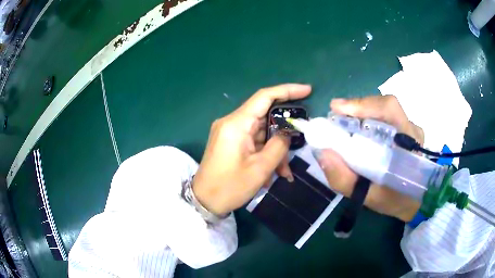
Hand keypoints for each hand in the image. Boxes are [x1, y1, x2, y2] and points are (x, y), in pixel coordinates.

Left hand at [193, 84, 311, 215]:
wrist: (204, 201)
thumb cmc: (230, 187)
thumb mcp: (260, 168)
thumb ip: (279, 145)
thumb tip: (287, 133)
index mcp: (236, 124)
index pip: (264, 96)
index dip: (287, 90)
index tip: (307, 90)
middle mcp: (232, 122)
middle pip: (265, 117)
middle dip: (284, 132)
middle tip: (298, 145)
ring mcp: (230, 132)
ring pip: (262, 132)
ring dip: (275, 149)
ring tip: (283, 171)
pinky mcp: (230, 142)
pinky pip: (253, 141)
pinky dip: (265, 153)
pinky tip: (273, 172)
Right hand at [318, 95, 423, 221]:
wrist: (417, 201)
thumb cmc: (395, 200)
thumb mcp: (369, 197)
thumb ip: (345, 179)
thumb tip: (322, 152)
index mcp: (408, 143)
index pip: (389, 109)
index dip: (363, 104)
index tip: (337, 108)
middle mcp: (412, 129)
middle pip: (384, 105)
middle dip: (358, 108)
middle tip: (336, 118)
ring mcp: (411, 127)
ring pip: (384, 109)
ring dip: (362, 112)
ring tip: (344, 124)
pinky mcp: (407, 128)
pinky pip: (386, 116)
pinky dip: (369, 118)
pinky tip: (359, 129)